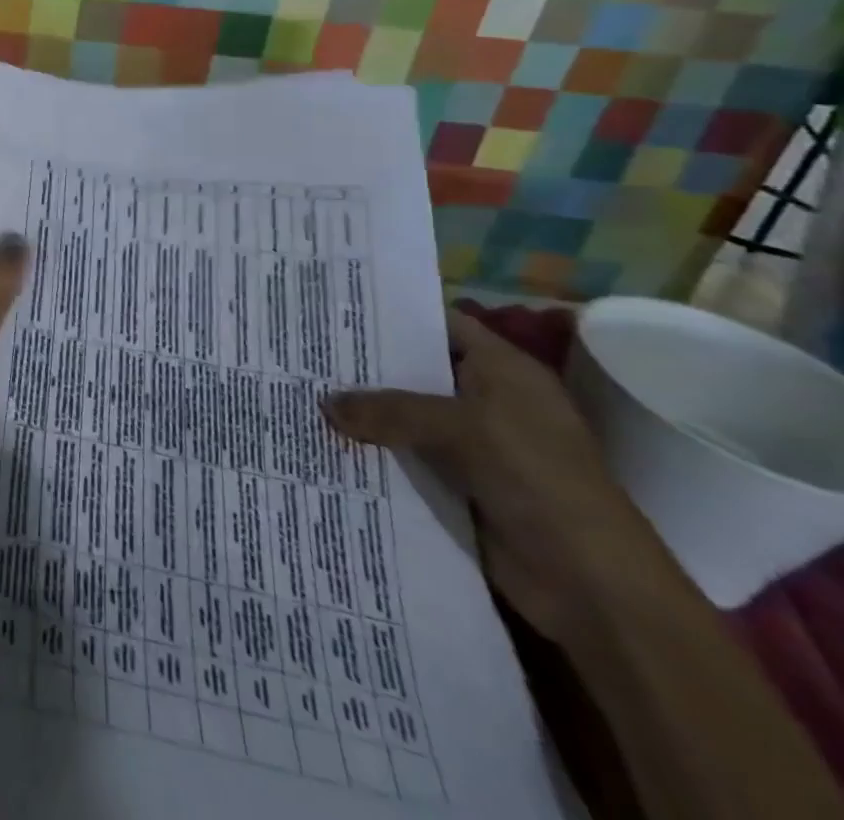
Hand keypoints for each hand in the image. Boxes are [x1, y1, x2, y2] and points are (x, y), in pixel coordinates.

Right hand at [322, 307, 684, 645]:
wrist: (594, 588)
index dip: (390, 314)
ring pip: (403, 416)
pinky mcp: (458, 485)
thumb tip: (324, 403)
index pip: (438, 325)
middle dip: (363, 364)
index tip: (333, 304)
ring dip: (361, 412)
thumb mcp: (462, 428)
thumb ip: (389, 409)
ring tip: (299, 390)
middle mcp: (486, 400)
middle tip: (302, 347)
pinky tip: (322, 440)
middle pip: (414, 370)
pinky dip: (370, 450)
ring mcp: (473, 446)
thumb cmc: (540, 482)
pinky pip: (404, 456)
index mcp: (503, 371)